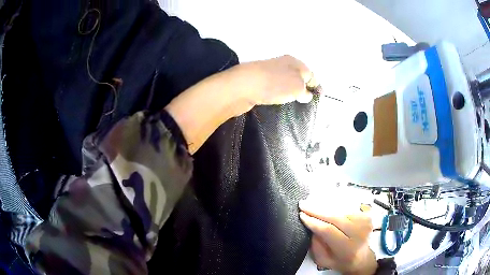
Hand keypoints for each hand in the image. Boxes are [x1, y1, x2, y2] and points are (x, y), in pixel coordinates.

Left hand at [232, 55, 317, 106]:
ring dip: (291, 92)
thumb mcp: (297, 87)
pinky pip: (275, 88)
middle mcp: (282, 64)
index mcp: (294, 62)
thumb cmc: (275, 84)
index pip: (310, 73)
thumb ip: (305, 91)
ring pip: (286, 83)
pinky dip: (279, 95)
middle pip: (297, 77)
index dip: (316, 85)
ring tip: (295, 104)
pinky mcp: (259, 82)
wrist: (243, 86)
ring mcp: (269, 73)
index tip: (319, 97)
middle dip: (304, 89)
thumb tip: (306, 94)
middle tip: (307, 103)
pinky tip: (279, 102)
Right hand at [299, 200, 377, 274]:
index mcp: (348, 249)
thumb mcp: (323, 259)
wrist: (361, 258)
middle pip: (335, 217)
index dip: (314, 221)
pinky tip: (325, 207)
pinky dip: (334, 207)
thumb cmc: (340, 261)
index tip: (301, 214)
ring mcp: (365, 223)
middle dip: (317, 210)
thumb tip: (311, 224)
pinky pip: (346, 208)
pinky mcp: (366, 216)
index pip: (328, 230)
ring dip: (324, 206)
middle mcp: (359, 233)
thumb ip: (316, 244)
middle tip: (303, 204)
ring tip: (311, 204)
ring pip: (340, 210)